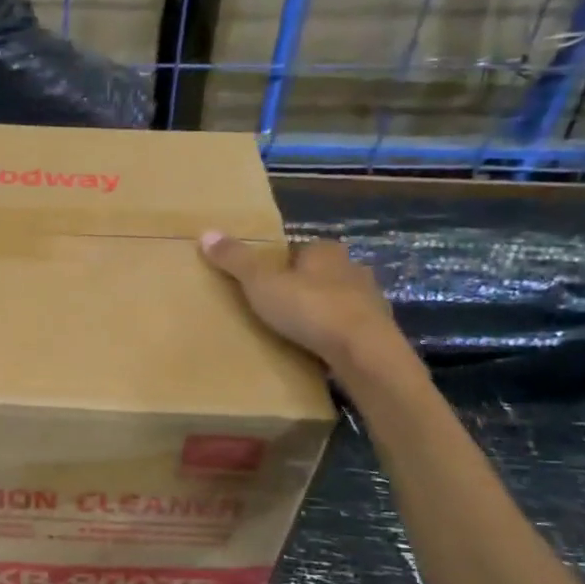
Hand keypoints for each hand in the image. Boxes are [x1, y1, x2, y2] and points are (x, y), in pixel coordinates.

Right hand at [200, 231, 416, 385]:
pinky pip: (349, 328)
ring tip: (296, 331)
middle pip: (320, 274)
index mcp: (325, 251)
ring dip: (321, 311)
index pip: (299, 250)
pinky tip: (319, 349)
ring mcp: (370, 300)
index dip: (280, 264)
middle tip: (276, 307)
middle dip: (302, 287)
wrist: (363, 351)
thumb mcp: (261, 283)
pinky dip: (335, 335)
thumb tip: (206, 232)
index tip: (263, 282)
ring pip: (337, 300)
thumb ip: (236, 260)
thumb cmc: (310, 308)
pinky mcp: (378, 330)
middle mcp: (352, 268)